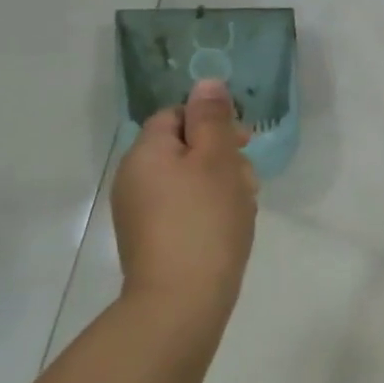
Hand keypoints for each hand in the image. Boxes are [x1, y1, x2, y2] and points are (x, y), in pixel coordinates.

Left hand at [111, 78, 257, 319]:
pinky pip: (184, 207)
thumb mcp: (217, 160)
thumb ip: (212, 118)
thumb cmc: (205, 220)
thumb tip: (206, 83)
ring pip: (189, 179)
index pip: (177, 115)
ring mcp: (140, 211)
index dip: (213, 122)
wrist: (182, 299)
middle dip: (223, 157)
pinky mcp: (152, 238)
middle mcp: (134, 177)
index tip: (244, 142)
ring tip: (244, 208)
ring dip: (222, 184)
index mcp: (146, 152)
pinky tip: (229, 227)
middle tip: (249, 181)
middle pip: (185, 147)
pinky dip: (209, 209)